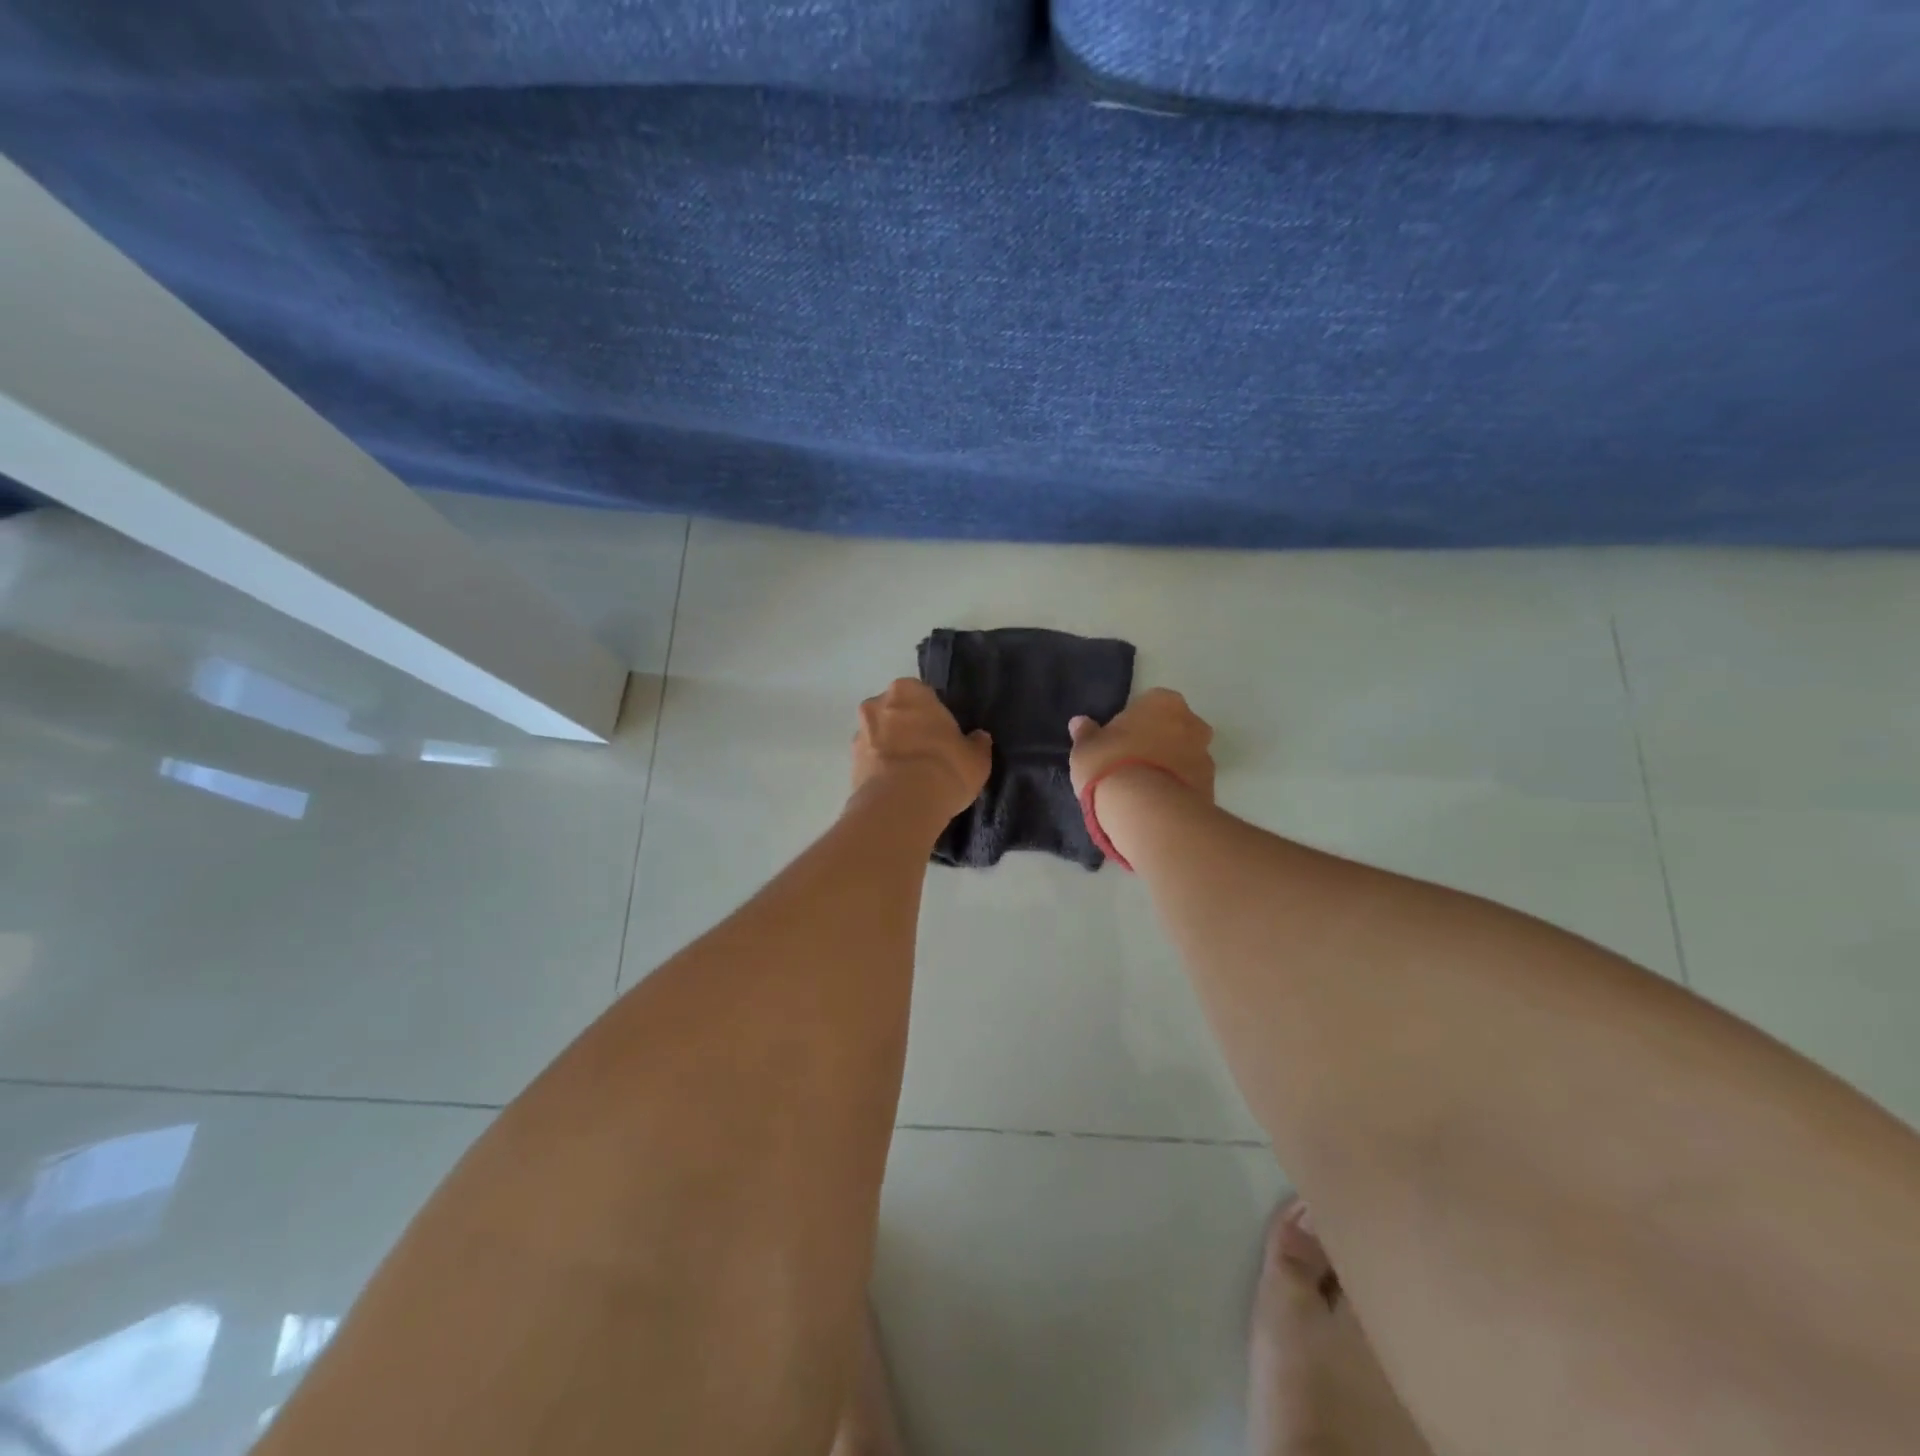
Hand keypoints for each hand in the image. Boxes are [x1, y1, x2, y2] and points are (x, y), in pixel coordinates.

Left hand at [852, 679, 992, 821]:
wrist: (901, 805)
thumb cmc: (945, 768)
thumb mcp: (976, 758)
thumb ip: (977, 743)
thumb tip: (978, 738)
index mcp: (908, 690)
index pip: (922, 694)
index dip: (933, 715)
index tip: (944, 735)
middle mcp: (877, 704)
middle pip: (895, 713)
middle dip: (907, 729)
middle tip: (928, 754)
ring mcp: (859, 734)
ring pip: (879, 737)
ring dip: (891, 750)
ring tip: (912, 777)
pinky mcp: (849, 765)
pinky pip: (871, 762)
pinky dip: (881, 771)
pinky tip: (898, 790)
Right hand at [1068, 688, 1215, 802]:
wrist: (1147, 812)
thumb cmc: (1111, 766)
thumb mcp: (1085, 750)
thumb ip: (1086, 734)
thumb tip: (1080, 723)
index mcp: (1162, 702)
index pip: (1149, 704)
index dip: (1133, 723)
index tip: (1118, 742)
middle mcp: (1191, 722)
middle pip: (1173, 728)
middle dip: (1158, 742)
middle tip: (1131, 764)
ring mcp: (1205, 756)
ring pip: (1184, 756)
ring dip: (1169, 768)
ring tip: (1142, 792)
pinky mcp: (1211, 788)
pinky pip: (1189, 783)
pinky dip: (1176, 790)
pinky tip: (1155, 806)